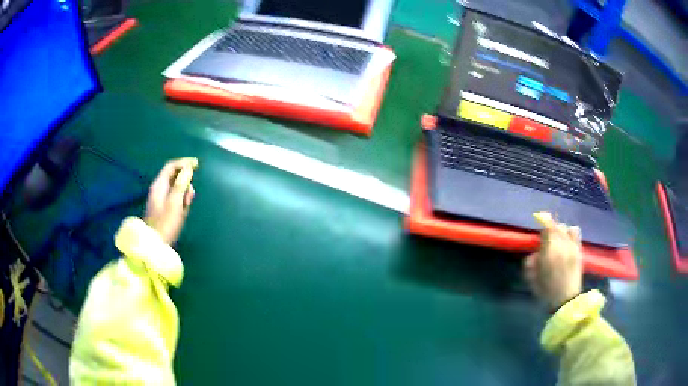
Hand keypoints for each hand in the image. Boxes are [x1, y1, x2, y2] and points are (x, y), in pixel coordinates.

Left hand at [145, 157, 197, 244]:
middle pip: (174, 177)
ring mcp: (161, 199)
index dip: (184, 163)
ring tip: (187, 204)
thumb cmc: (165, 223)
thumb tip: (188, 168)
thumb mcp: (175, 203)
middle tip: (190, 193)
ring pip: (176, 188)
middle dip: (185, 182)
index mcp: (159, 185)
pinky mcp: (165, 208)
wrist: (156, 244)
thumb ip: (181, 184)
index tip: (197, 164)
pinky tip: (184, 210)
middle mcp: (160, 189)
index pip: (171, 166)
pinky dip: (182, 201)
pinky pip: (176, 199)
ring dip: (184, 193)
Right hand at [524, 212, 583, 309]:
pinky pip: (576, 231)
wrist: (565, 299)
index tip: (539, 228)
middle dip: (550, 230)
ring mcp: (572, 245)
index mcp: (549, 249)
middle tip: (546, 240)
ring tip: (558, 240)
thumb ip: (531, 262)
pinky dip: (571, 232)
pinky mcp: (579, 249)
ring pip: (566, 228)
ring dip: (560, 231)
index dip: (542, 224)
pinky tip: (567, 241)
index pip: (547, 227)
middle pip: (556, 226)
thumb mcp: (532, 278)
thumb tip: (534, 253)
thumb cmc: (546, 290)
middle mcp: (562, 243)